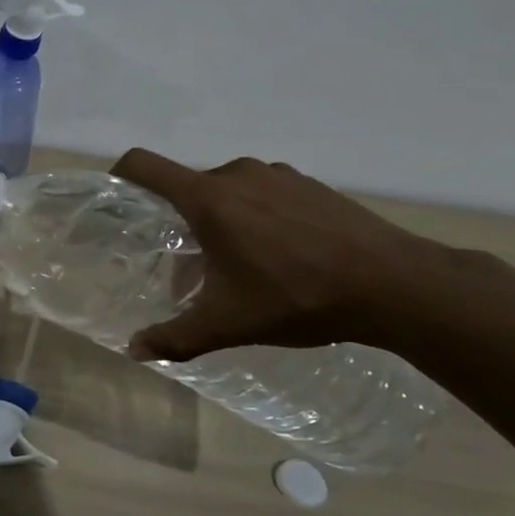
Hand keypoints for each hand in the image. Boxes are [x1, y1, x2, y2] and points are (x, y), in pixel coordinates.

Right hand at [110, 149, 459, 361]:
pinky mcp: (310, 184)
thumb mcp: (229, 325)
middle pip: (186, 187)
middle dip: (179, 220)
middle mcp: (237, 175)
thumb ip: (174, 336)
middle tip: (190, 261)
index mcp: (207, 199)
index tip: (115, 200)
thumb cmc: (299, 298)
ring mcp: (277, 175)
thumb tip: (133, 350)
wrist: (399, 286)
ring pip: (227, 190)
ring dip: (220, 218)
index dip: (118, 174)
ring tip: (239, 262)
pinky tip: (281, 254)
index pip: (143, 165)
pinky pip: (263, 192)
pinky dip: (256, 215)